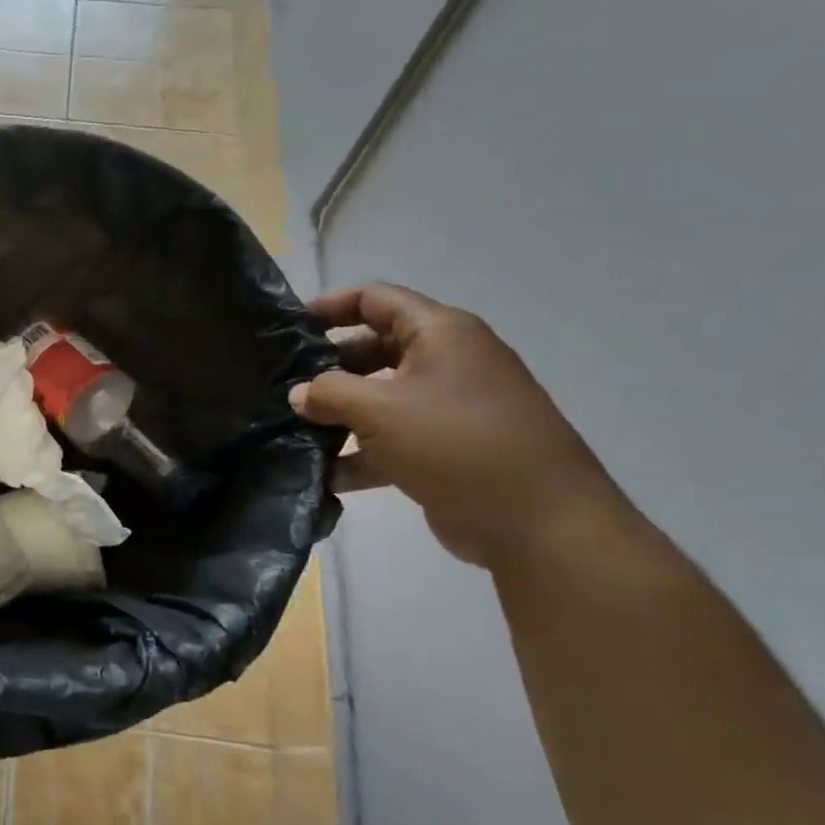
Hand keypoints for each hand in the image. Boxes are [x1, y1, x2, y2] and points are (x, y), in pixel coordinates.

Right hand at [289, 283, 622, 568]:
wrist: (539, 524)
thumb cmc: (456, 444)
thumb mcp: (379, 410)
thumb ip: (328, 393)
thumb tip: (300, 395)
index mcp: (441, 334)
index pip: (376, 299)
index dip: (331, 305)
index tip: (289, 326)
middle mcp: (448, 362)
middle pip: (375, 348)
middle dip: (329, 366)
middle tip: (285, 383)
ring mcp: (451, 408)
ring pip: (381, 397)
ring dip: (339, 414)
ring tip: (294, 430)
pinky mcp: (448, 449)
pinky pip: (393, 440)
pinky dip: (361, 454)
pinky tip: (323, 476)